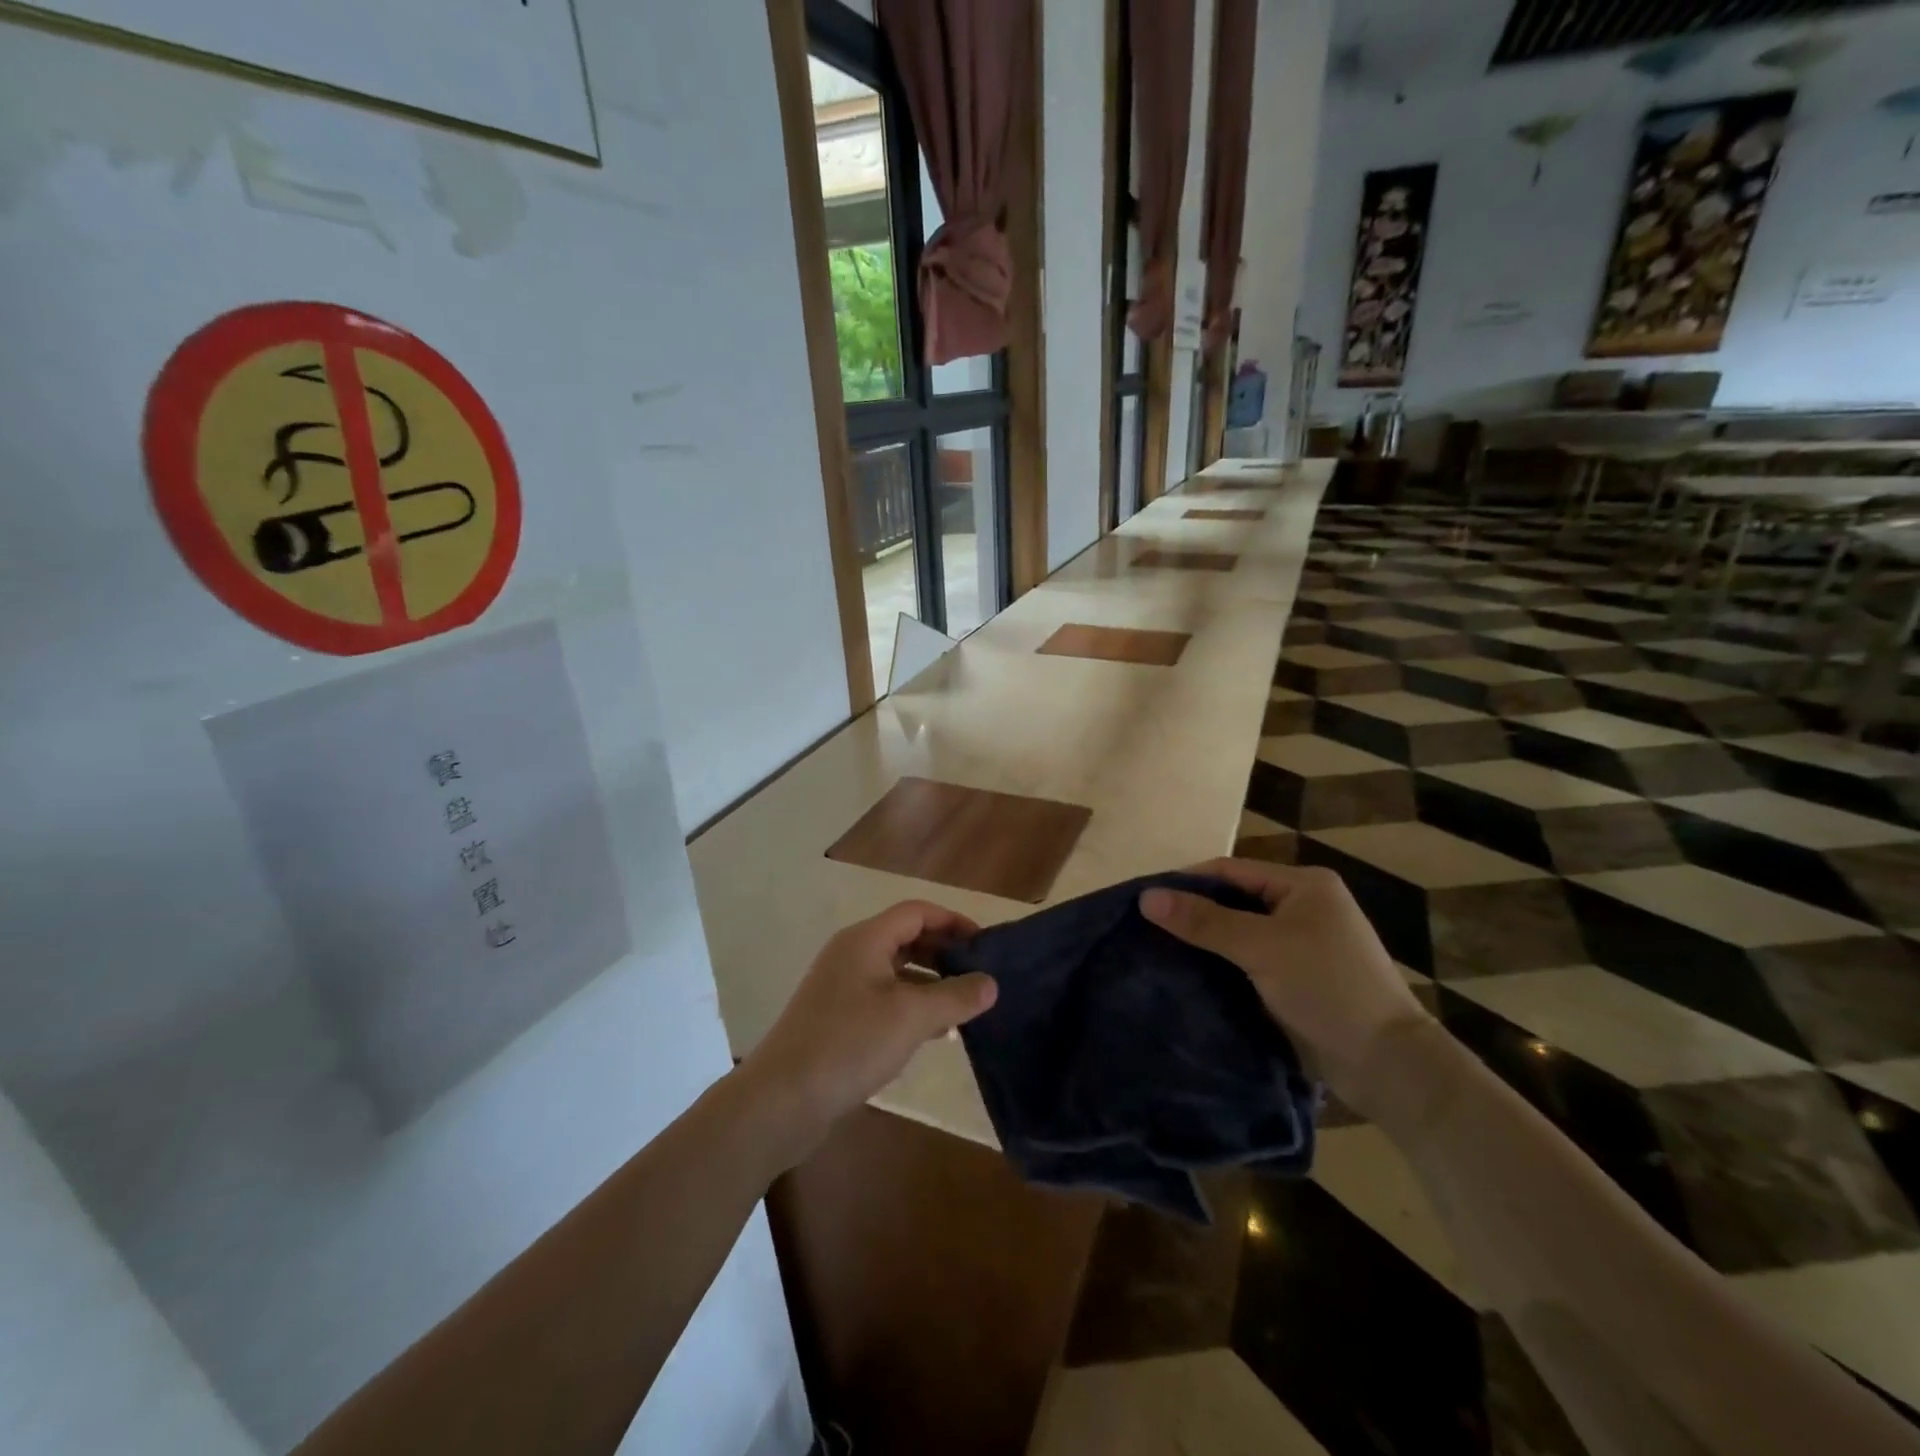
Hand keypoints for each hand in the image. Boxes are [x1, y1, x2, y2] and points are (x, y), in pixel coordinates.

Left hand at [740, 901, 997, 1163]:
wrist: (782, 1100)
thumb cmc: (849, 1044)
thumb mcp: (911, 1017)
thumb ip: (955, 997)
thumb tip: (991, 983)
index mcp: (865, 940)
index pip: (916, 912)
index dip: (953, 921)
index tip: (985, 944)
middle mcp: (851, 954)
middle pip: (906, 938)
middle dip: (944, 953)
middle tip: (979, 975)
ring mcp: (841, 987)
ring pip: (896, 971)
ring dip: (930, 983)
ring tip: (963, 1006)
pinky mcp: (837, 1018)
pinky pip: (883, 999)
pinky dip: (910, 1007)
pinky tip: (932, 1034)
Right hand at [1140, 859, 1429, 1094]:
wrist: (1388, 1065)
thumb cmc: (1328, 988)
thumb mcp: (1262, 947)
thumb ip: (1204, 921)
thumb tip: (1146, 897)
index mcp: (1304, 885)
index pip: (1229, 871)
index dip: (1186, 882)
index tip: (1144, 901)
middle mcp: (1303, 907)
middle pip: (1232, 901)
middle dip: (1192, 913)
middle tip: (1145, 929)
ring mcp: (1301, 945)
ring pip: (1238, 933)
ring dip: (1204, 942)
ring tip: (1157, 951)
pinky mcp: (1296, 979)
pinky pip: (1247, 961)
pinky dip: (1220, 965)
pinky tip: (1188, 975)